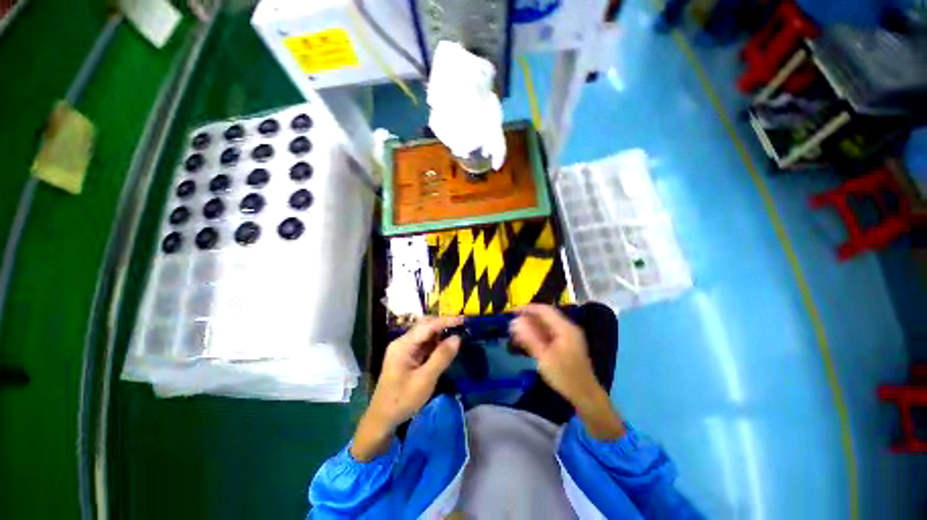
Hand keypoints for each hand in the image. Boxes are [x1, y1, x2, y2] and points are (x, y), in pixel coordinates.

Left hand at [351, 316, 462, 460]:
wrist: (382, 419)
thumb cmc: (402, 400)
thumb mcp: (425, 380)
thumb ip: (441, 357)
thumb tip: (457, 338)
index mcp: (403, 345)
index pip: (427, 326)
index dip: (446, 321)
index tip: (463, 319)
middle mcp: (402, 342)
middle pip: (425, 326)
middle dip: (443, 324)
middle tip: (462, 326)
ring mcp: (404, 349)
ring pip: (425, 334)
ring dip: (441, 333)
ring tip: (457, 334)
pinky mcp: (407, 356)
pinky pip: (424, 344)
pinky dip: (436, 343)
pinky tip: (446, 346)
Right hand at [511, 304, 623, 438]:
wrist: (585, 395)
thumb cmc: (565, 375)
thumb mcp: (544, 356)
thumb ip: (529, 337)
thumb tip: (515, 321)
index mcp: (565, 328)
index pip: (543, 310)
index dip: (527, 308)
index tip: (512, 312)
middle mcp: (567, 328)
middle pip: (544, 317)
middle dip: (527, 319)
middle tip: (511, 325)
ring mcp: (567, 336)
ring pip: (545, 326)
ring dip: (530, 328)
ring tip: (515, 334)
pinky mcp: (565, 345)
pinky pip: (548, 334)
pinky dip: (536, 335)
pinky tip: (526, 341)